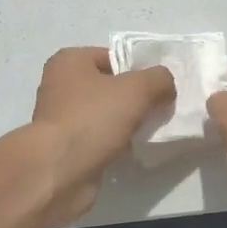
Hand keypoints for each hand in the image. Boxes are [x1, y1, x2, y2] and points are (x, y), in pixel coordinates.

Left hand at [30, 48, 175, 225]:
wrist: (61, 170)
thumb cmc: (93, 118)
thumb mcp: (137, 89)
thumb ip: (159, 79)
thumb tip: (166, 83)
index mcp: (69, 61)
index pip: (112, 57)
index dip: (138, 70)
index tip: (159, 88)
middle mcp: (59, 84)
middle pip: (109, 86)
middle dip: (134, 98)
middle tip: (158, 110)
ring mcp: (60, 117)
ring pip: (104, 113)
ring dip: (125, 122)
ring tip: (148, 131)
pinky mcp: (65, 146)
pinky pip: (98, 137)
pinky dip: (114, 142)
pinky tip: (131, 150)